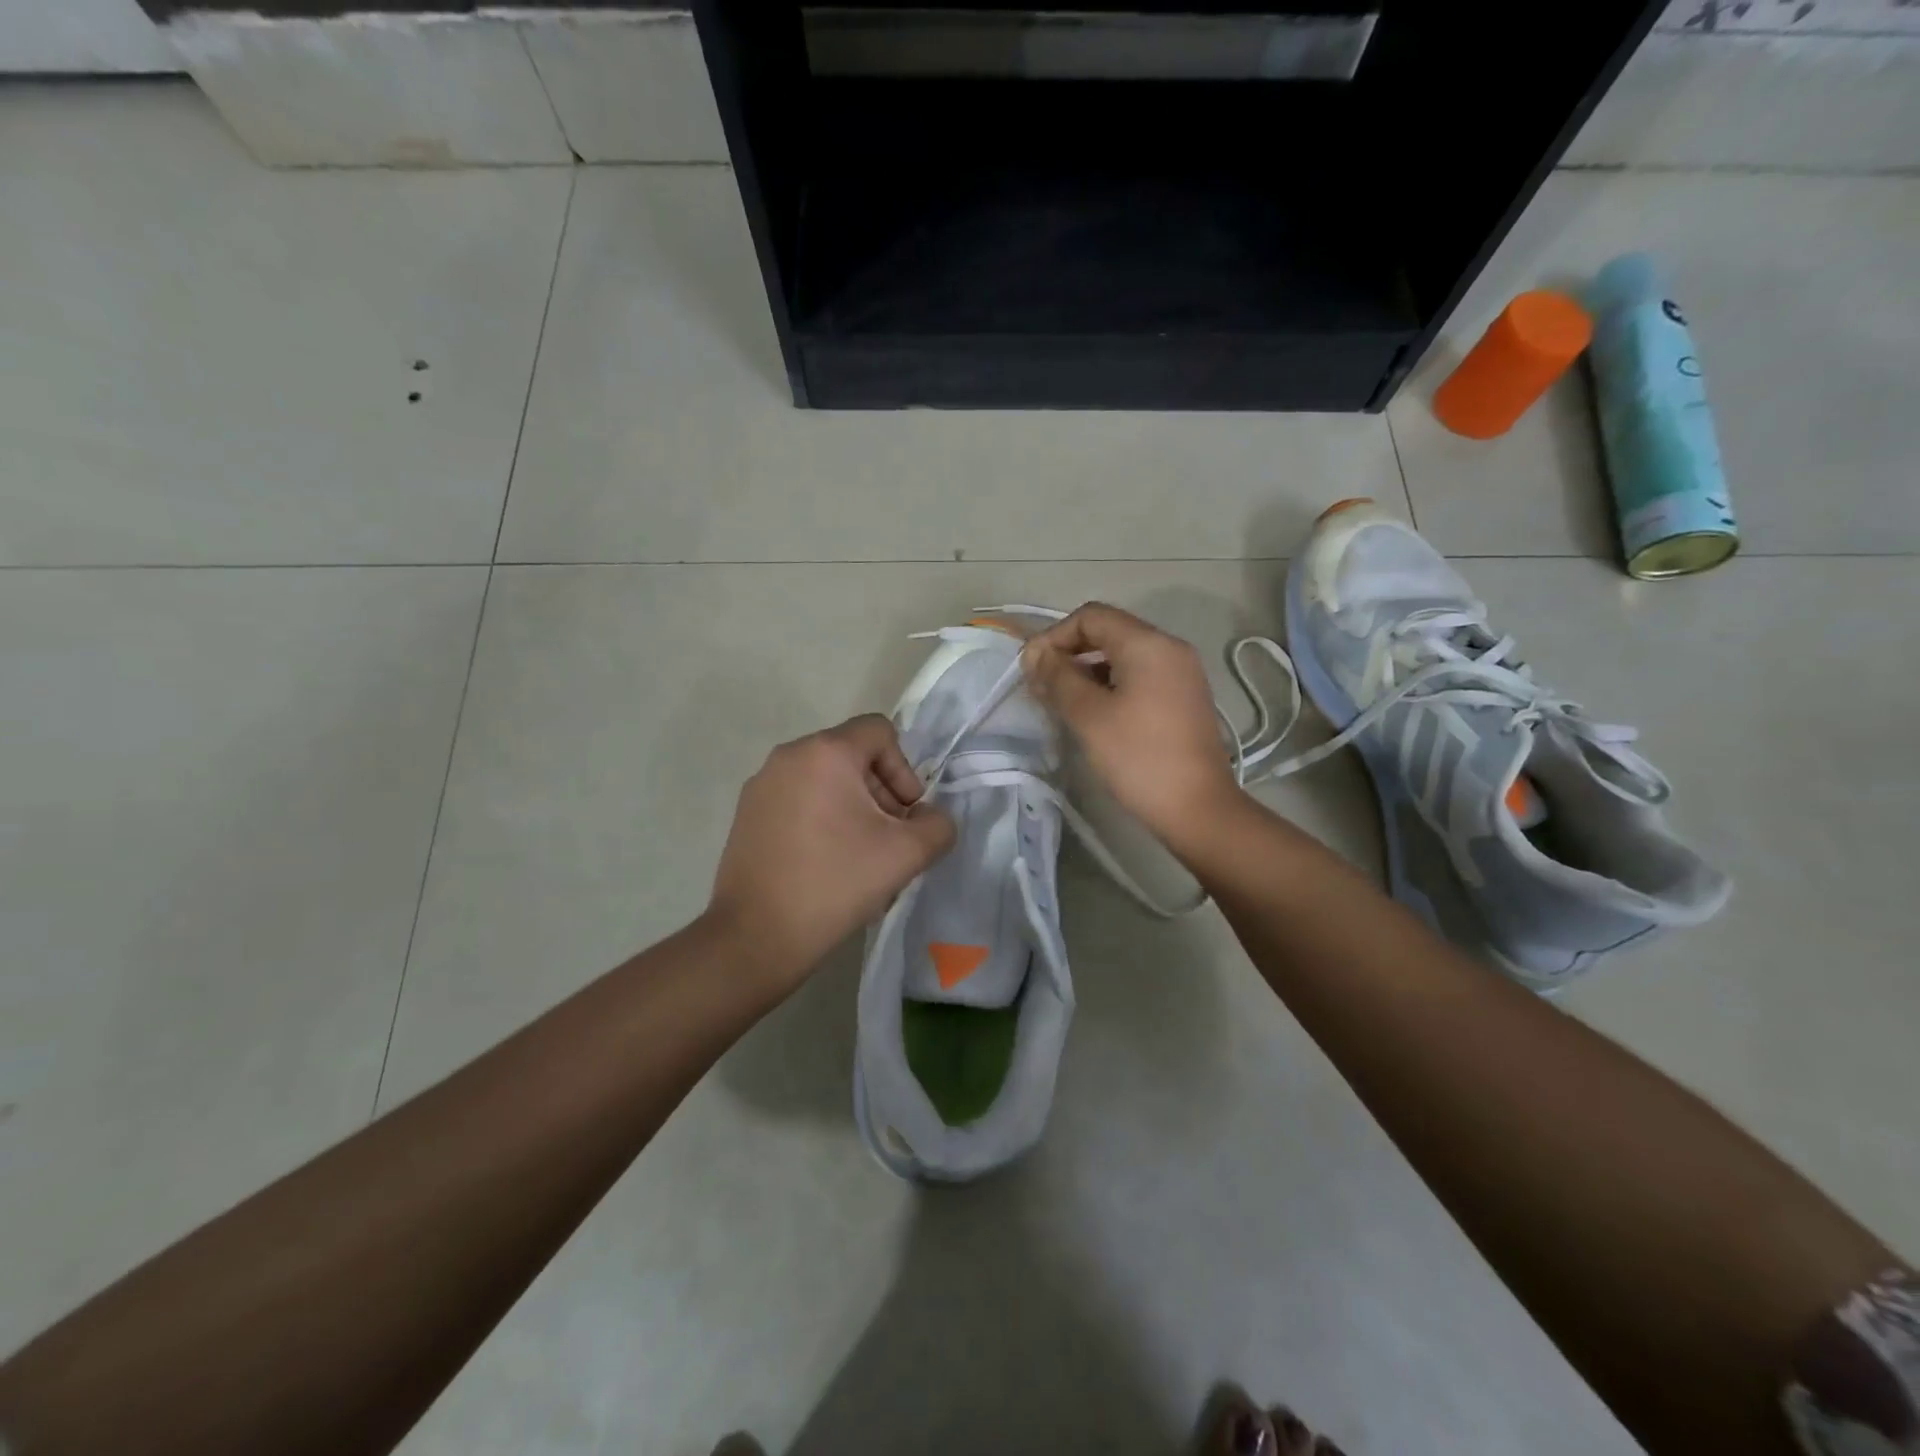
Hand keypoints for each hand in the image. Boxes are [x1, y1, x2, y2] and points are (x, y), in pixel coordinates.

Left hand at [706, 714, 955, 991]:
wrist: (756, 936)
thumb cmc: (835, 883)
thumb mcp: (906, 854)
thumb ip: (937, 825)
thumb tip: (929, 818)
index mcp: (825, 752)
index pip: (880, 731)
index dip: (904, 769)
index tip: (903, 816)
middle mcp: (788, 756)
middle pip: (852, 756)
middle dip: (881, 793)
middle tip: (889, 841)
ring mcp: (761, 786)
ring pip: (825, 780)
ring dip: (854, 809)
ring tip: (860, 858)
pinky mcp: (747, 815)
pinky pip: (799, 800)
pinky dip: (822, 820)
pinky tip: (827, 865)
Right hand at [1021, 602, 1240, 847]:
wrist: (1197, 808)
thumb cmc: (1139, 758)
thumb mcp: (1089, 716)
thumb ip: (1057, 678)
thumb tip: (1034, 655)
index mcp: (1148, 644)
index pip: (1091, 616)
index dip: (1054, 636)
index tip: (1031, 669)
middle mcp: (1170, 648)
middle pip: (1108, 632)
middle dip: (1070, 652)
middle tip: (1042, 685)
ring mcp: (1181, 673)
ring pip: (1123, 656)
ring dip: (1087, 670)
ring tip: (1061, 702)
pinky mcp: (1184, 698)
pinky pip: (1139, 677)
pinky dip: (1110, 685)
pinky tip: (1093, 714)